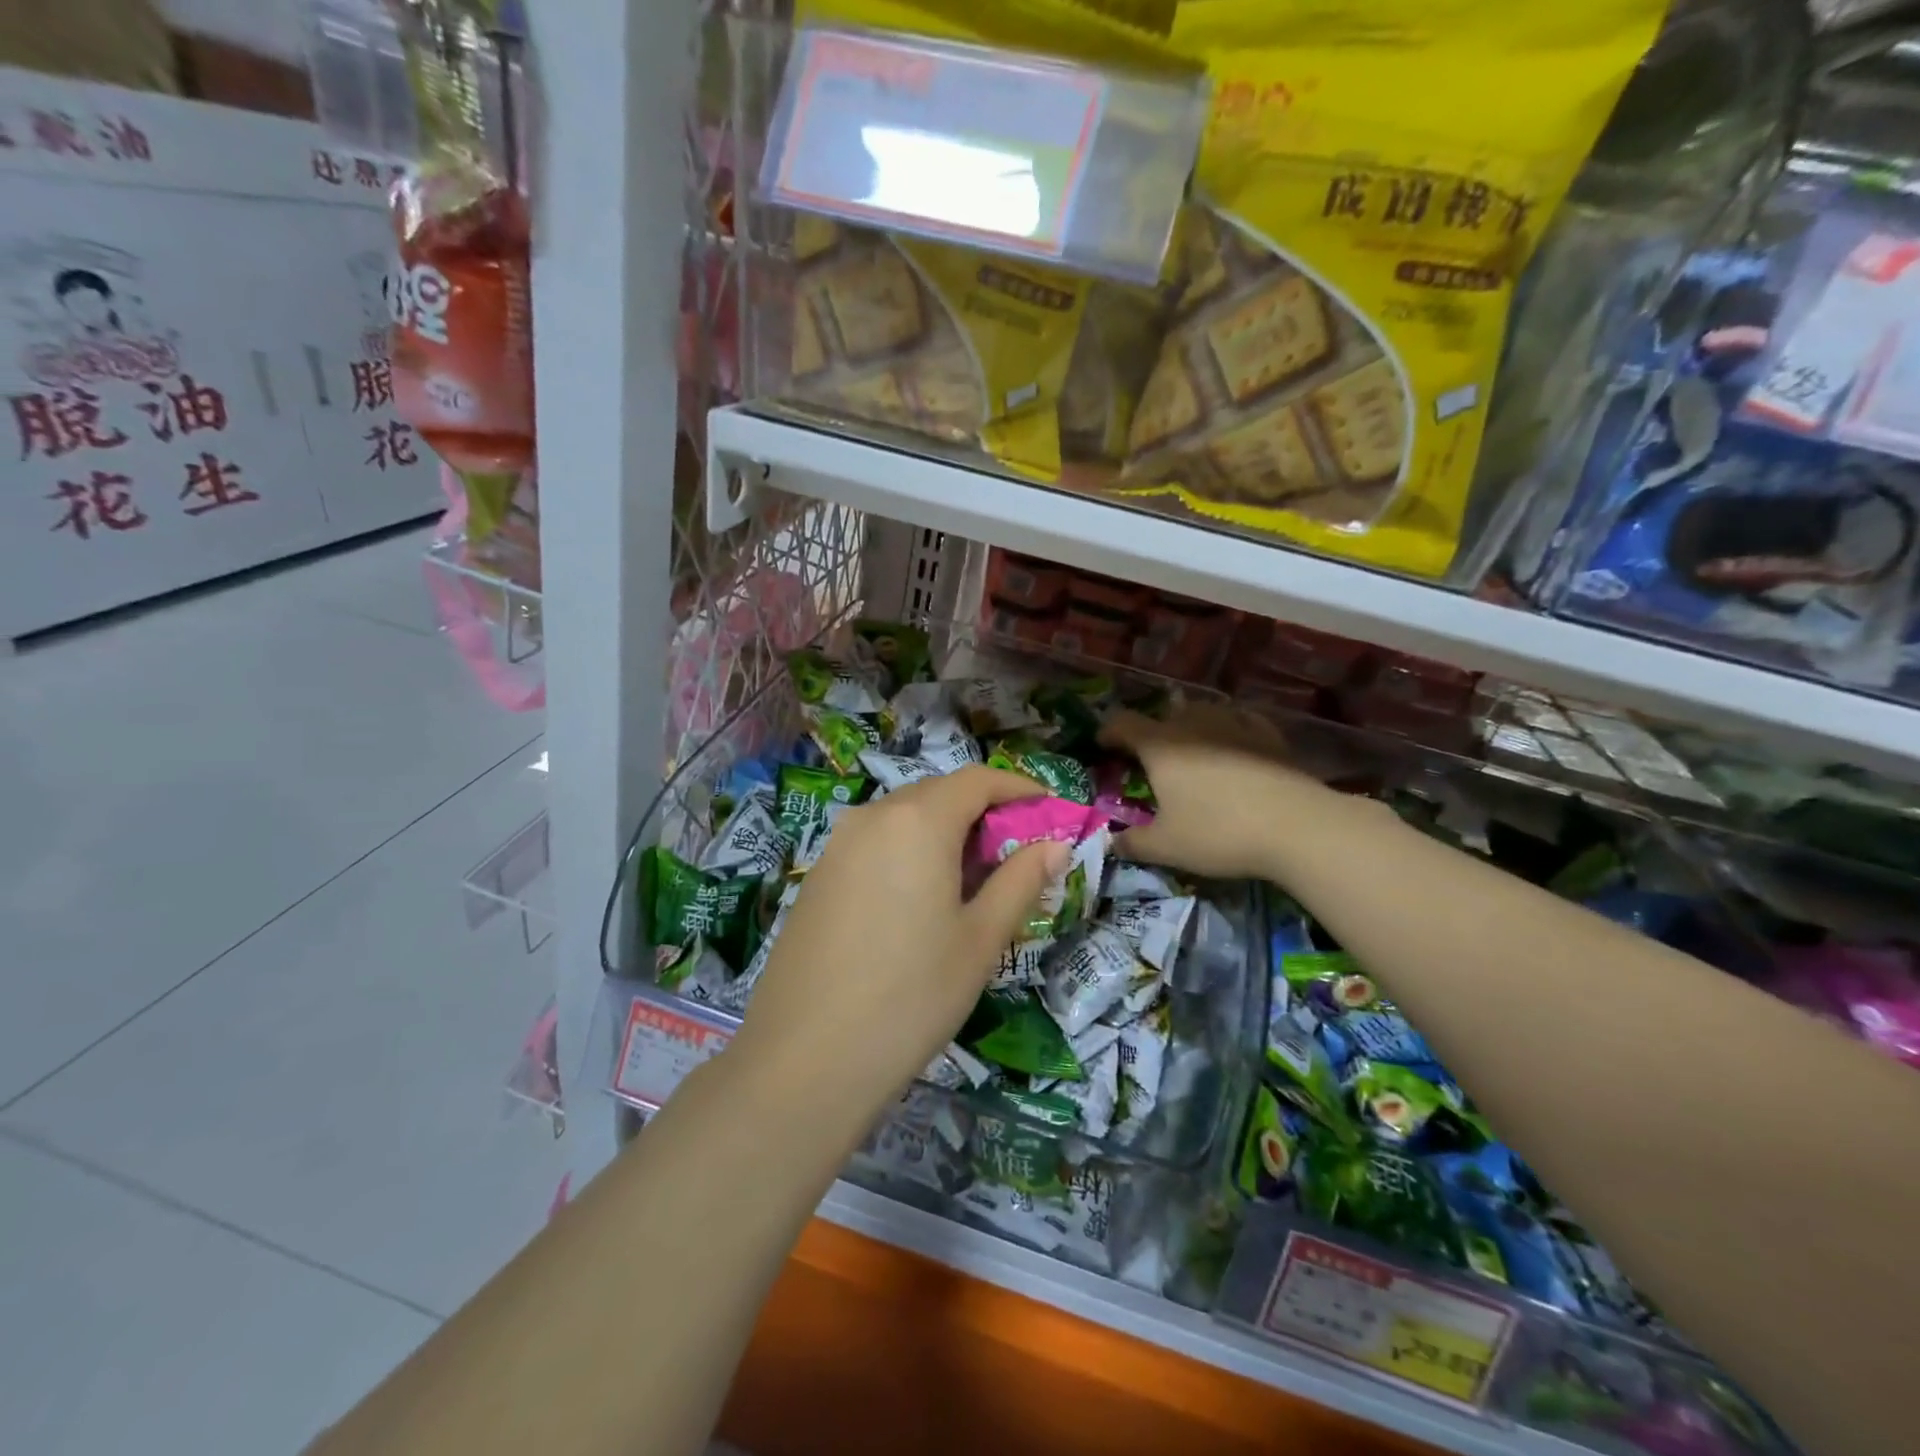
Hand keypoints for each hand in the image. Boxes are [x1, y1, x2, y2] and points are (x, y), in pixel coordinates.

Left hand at [729, 766, 1067, 1128]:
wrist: (804, 1060)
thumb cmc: (911, 996)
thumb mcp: (980, 940)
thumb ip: (1020, 881)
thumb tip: (1055, 845)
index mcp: (917, 821)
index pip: (977, 780)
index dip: (1018, 789)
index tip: (1050, 812)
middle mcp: (872, 817)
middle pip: (939, 794)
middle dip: (983, 813)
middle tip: (1016, 856)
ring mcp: (837, 846)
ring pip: (904, 819)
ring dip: (945, 834)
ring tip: (972, 882)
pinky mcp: (817, 877)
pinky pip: (875, 844)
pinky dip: (909, 853)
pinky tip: (919, 901)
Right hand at [1100, 703, 1334, 879]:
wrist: (1297, 827)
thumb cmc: (1219, 833)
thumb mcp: (1167, 847)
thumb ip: (1133, 843)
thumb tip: (1113, 842)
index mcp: (1160, 746)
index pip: (1122, 724)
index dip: (1108, 732)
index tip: (1102, 747)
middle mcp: (1193, 725)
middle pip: (1163, 716)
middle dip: (1151, 733)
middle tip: (1149, 761)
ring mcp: (1234, 724)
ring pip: (1202, 714)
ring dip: (1189, 728)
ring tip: (1191, 751)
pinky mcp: (1268, 735)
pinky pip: (1239, 722)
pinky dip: (1228, 731)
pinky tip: (1234, 746)